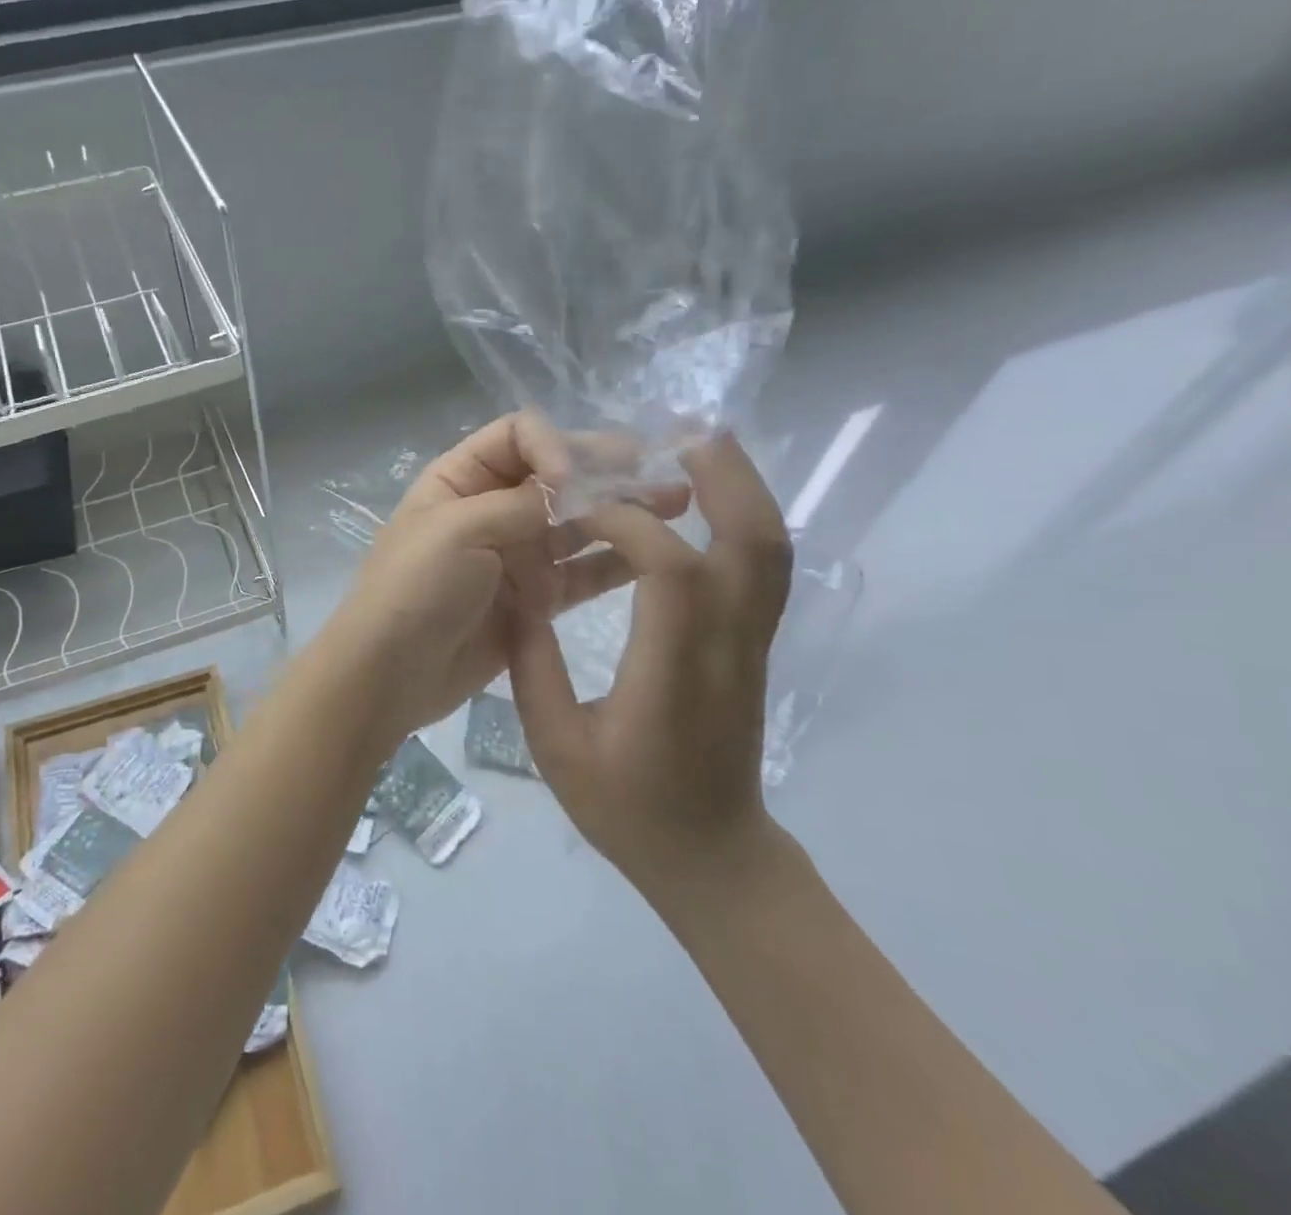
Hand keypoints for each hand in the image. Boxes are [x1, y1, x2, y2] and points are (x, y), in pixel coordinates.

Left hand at [322, 413, 686, 751]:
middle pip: (556, 476)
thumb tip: (577, 481)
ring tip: (676, 507)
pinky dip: (612, 563)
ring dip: (620, 513)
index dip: (556, 446)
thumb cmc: (414, 589)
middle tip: (662, 475)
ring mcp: (514, 554)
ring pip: (575, 523)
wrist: (389, 673)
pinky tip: (653, 557)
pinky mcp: (533, 599)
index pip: (520, 436)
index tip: (575, 482)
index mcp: (461, 478)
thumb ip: (523, 503)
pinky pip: (579, 573)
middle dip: (605, 472)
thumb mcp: (460, 530)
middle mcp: (492, 508)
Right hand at [508, 435, 792, 905]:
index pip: (671, 569)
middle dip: (722, 476)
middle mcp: (728, 648)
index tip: (580, 505)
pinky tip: (709, 497)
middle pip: (753, 542)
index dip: (627, 522)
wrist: (713, 858)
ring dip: (743, 487)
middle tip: (681, 432)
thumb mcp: (555, 745)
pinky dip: (744, 517)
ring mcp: (754, 646)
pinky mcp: (757, 646)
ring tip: (701, 446)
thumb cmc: (627, 809)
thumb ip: (531, 661)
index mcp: (674, 674)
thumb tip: (518, 587)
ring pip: (771, 550)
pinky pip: (764, 568)